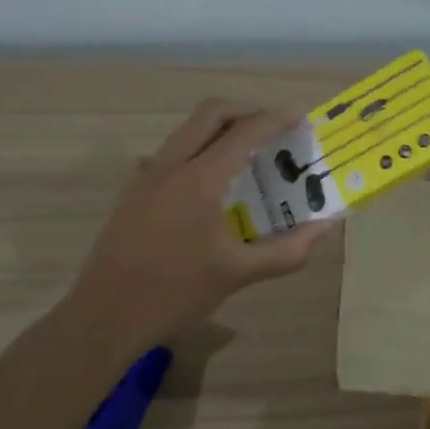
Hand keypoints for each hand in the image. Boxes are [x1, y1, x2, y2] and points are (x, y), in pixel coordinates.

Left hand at [67, 100, 337, 350]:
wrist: (104, 317)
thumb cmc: (175, 294)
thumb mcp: (238, 274)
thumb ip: (287, 250)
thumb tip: (325, 228)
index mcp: (199, 180)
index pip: (243, 132)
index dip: (275, 119)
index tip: (300, 118)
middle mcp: (170, 165)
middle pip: (211, 113)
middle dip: (247, 111)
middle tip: (275, 128)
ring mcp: (146, 175)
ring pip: (188, 129)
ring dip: (221, 128)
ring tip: (250, 152)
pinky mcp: (134, 190)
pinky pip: (172, 152)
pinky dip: (199, 149)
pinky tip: (212, 181)